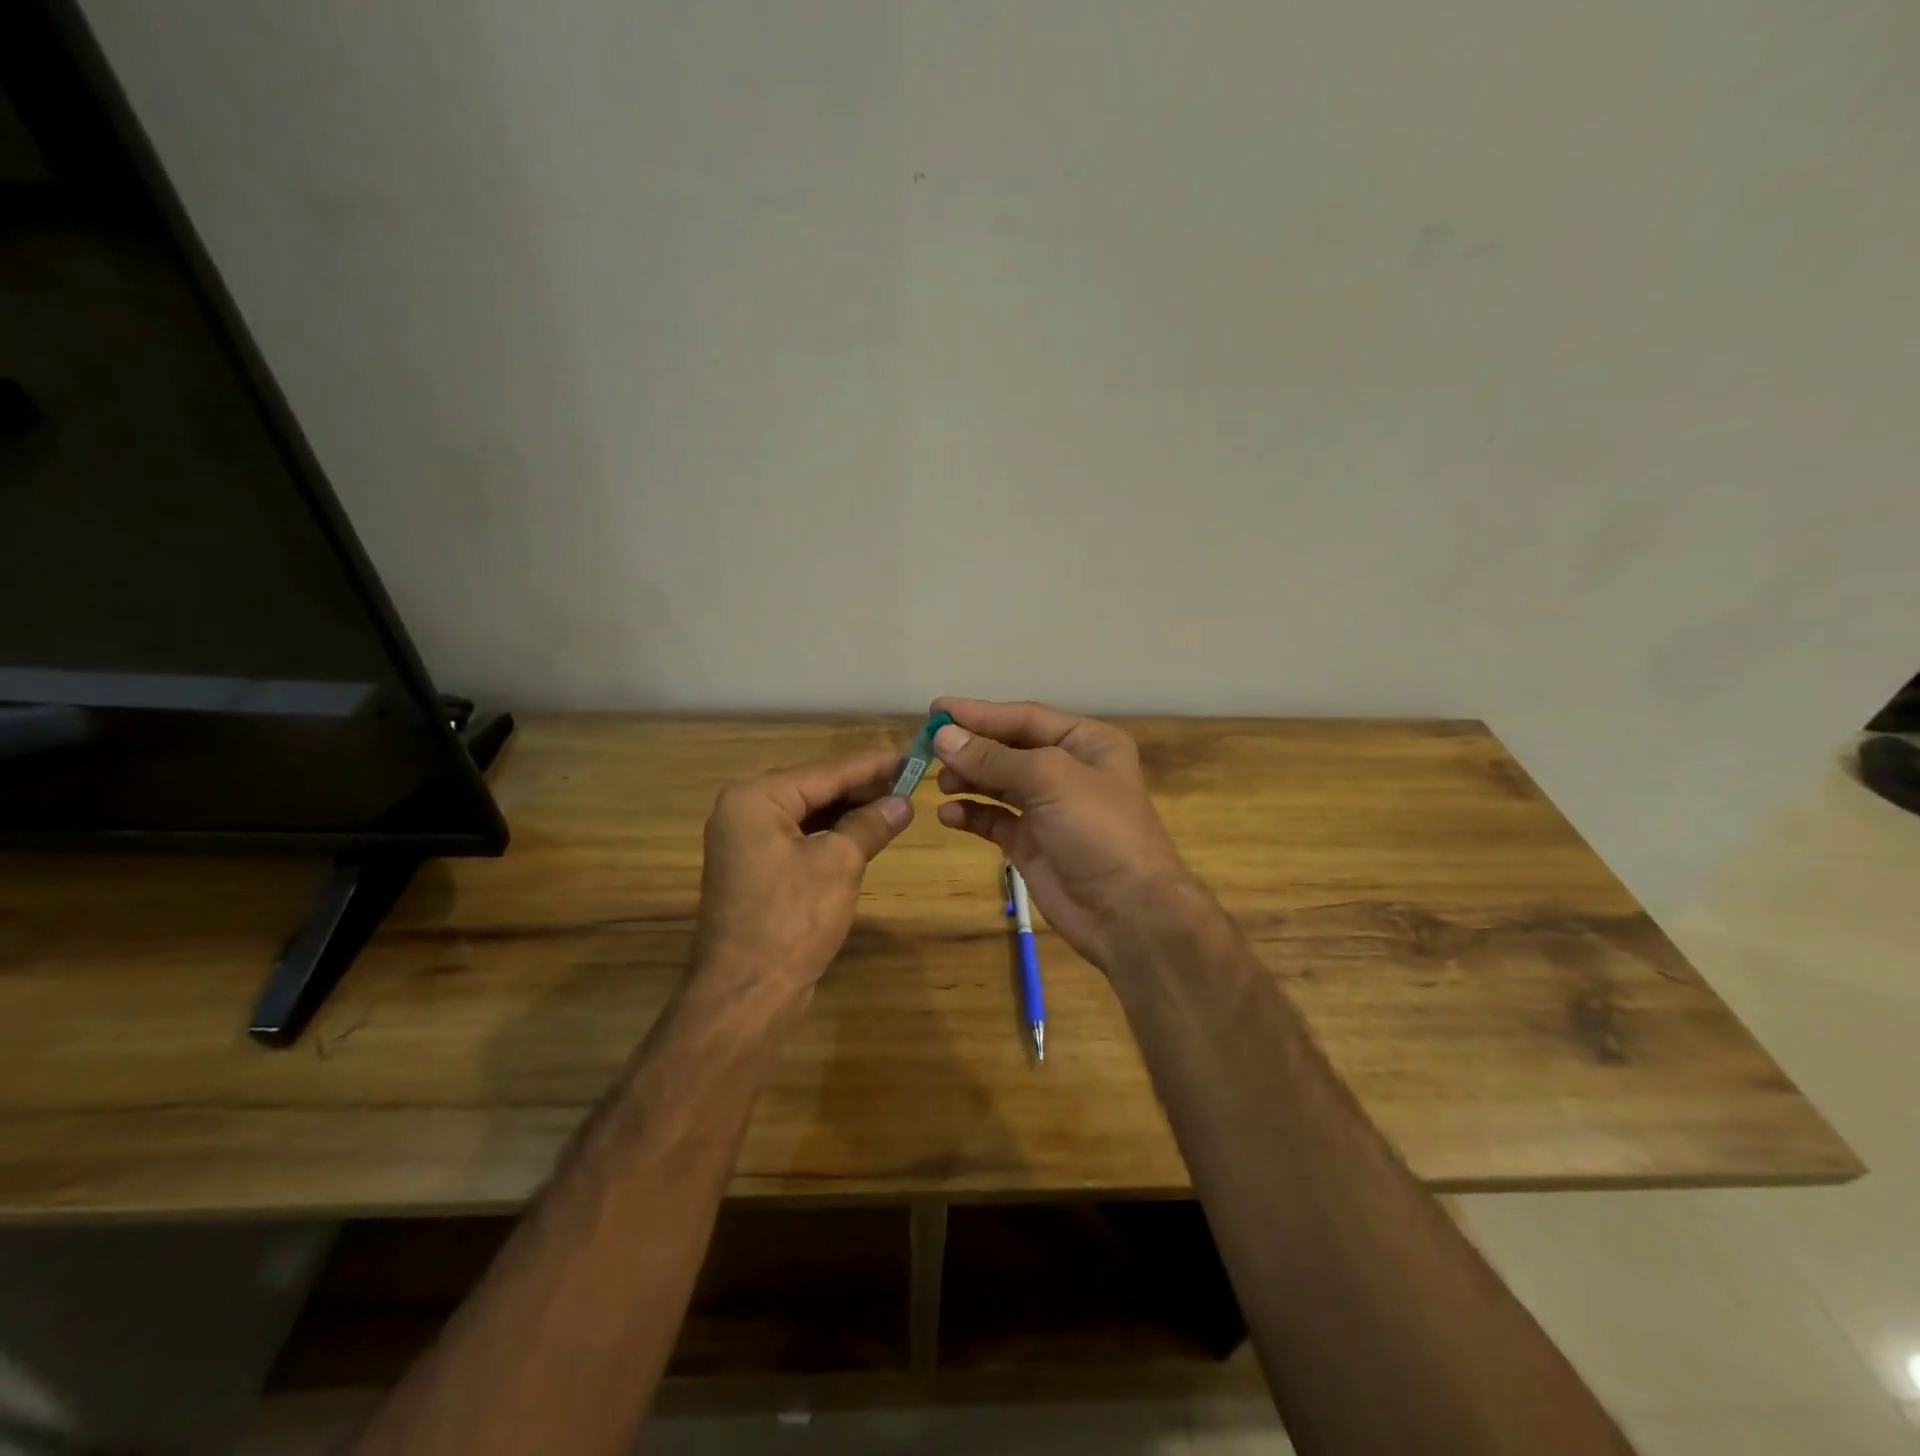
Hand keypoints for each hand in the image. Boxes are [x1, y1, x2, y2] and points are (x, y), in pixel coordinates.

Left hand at [694, 749, 911, 994]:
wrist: (746, 994)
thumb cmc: (792, 920)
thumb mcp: (840, 864)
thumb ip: (870, 825)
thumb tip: (903, 803)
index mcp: (755, 799)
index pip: (825, 772)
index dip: (872, 766)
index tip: (911, 756)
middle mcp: (743, 812)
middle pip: (814, 789)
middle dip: (862, 789)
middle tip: (911, 782)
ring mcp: (745, 843)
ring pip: (808, 815)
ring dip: (849, 812)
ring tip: (896, 804)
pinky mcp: (754, 870)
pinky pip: (799, 838)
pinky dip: (831, 835)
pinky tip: (865, 833)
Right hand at [929, 698, 1202, 969]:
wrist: (1128, 912)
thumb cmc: (1098, 830)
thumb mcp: (1049, 779)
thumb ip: (994, 757)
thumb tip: (943, 737)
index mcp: (1086, 742)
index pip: (1025, 718)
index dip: (980, 713)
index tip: (935, 711)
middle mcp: (1067, 769)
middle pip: (1009, 748)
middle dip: (971, 747)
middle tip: (928, 749)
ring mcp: (1049, 808)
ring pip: (998, 783)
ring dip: (968, 779)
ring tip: (939, 782)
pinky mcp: (1032, 843)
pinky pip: (994, 820)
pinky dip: (971, 814)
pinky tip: (949, 814)